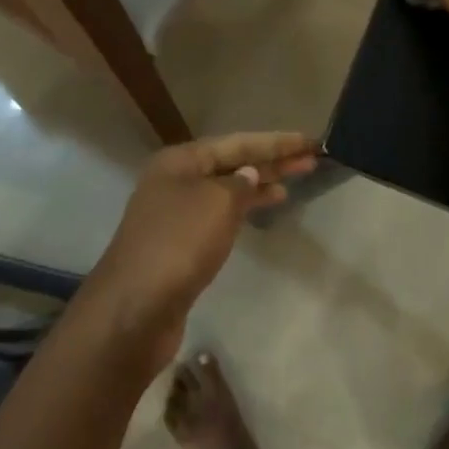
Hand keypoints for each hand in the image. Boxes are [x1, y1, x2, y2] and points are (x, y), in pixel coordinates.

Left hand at [78, 132, 317, 372]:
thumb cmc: (179, 244)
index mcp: (180, 161)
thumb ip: (241, 184)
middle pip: (232, 163)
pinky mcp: (181, 243)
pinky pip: (220, 214)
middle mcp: (175, 180)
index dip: (275, 142)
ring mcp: (176, 213)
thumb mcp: (217, 203)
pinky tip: (266, 208)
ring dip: (260, 184)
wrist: (136, 307)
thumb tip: (249, 176)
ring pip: (227, 189)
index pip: (237, 142)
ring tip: (295, 180)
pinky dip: (245, 208)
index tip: (309, 141)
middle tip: (311, 159)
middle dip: (271, 160)